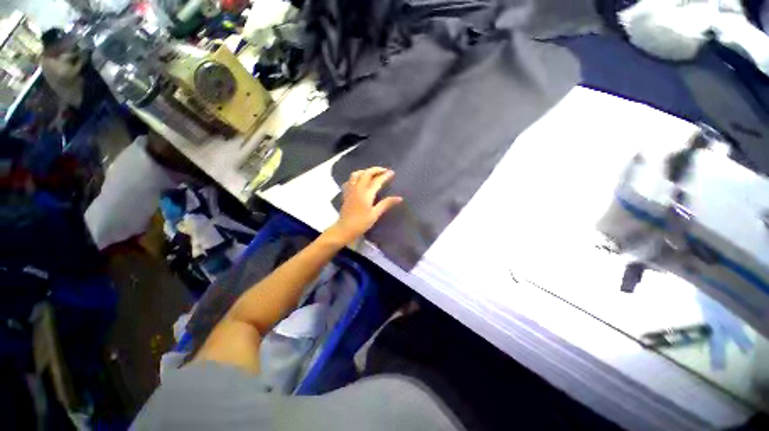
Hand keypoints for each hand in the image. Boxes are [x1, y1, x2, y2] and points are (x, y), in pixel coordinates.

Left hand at [329, 167, 402, 242]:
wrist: (344, 229)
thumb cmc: (361, 223)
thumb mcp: (375, 214)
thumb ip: (386, 204)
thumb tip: (399, 198)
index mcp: (366, 193)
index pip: (377, 180)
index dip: (385, 175)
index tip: (392, 172)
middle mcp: (357, 188)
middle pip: (366, 173)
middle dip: (376, 170)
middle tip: (384, 170)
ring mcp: (350, 190)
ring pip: (356, 174)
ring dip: (365, 171)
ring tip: (372, 173)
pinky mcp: (346, 193)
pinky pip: (350, 180)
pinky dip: (356, 177)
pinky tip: (359, 181)